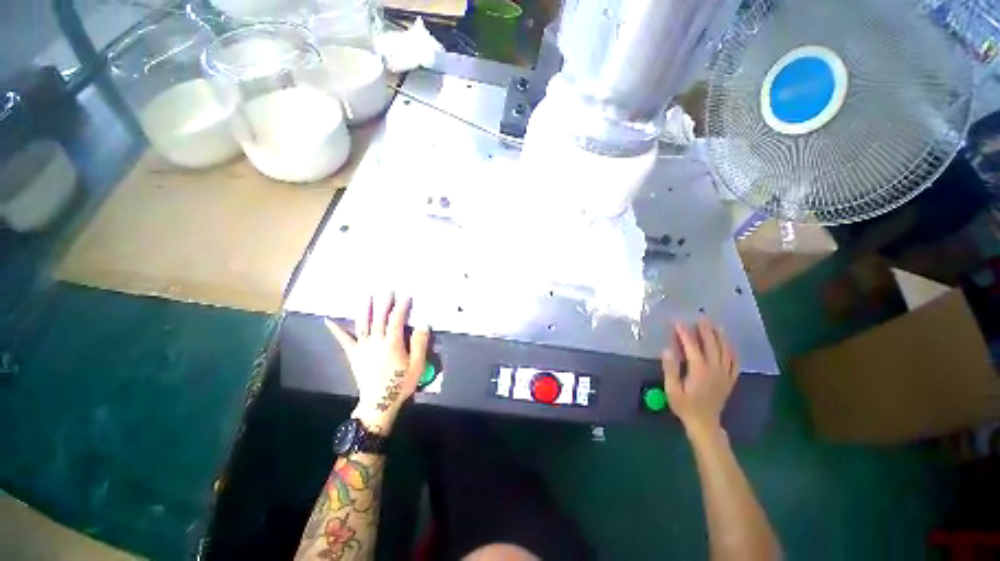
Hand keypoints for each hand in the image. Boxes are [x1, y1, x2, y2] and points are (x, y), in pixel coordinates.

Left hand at [326, 294, 429, 433]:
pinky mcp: (354, 354)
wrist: (379, 403)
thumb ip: (420, 343)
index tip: (406, 295)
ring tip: (367, 296)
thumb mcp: (417, 365)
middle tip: (388, 290)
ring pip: (364, 324)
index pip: (397, 319)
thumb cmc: (400, 384)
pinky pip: (344, 340)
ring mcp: (363, 347)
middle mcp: (376, 341)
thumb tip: (423, 324)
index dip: (402, 306)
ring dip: (365, 309)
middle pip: (380, 318)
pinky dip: (336, 329)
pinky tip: (328, 320)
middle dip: (384, 303)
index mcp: (392, 343)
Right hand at [662, 318, 738, 435]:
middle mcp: (715, 369)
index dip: (684, 333)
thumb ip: (670, 369)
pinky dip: (732, 351)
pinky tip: (729, 345)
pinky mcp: (730, 379)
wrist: (704, 423)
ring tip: (716, 326)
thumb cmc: (684, 406)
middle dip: (705, 330)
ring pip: (725, 351)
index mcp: (699, 370)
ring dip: (721, 337)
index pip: (692, 346)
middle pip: (712, 345)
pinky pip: (734, 361)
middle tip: (700, 317)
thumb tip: (668, 350)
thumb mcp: (671, 389)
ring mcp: (725, 374)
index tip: (677, 322)